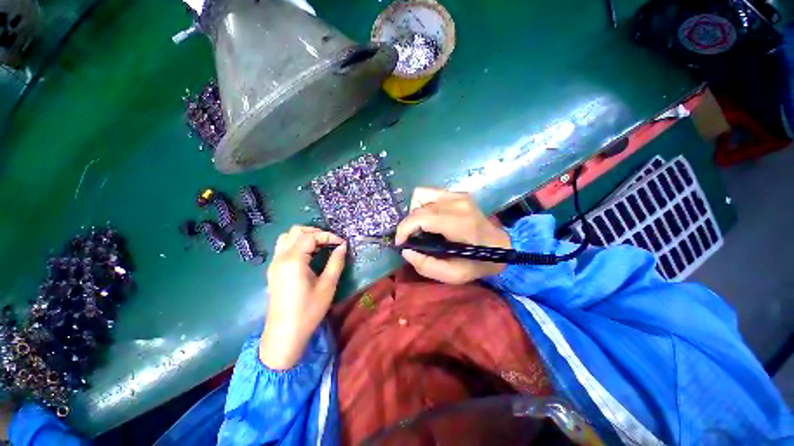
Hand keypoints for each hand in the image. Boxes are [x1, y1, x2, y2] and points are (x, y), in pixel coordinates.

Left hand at [260, 226, 346, 369]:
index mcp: (293, 260)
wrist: (284, 334)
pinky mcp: (273, 270)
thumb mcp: (327, 286)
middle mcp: (281, 257)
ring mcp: (274, 263)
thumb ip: (336, 262)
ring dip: (304, 236)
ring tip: (320, 245)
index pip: (311, 237)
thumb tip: (343, 246)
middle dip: (315, 232)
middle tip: (331, 241)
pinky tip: (309, 255)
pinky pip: (283, 247)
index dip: (328, 236)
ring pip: (287, 237)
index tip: (341, 243)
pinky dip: (297, 244)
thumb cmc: (308, 310)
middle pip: (296, 231)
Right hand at [395, 187, 510, 283]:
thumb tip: (406, 251)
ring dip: (415, 213)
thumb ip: (427, 266)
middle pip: (418, 207)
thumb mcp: (454, 275)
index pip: (422, 217)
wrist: (501, 245)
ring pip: (420, 195)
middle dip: (408, 225)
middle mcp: (458, 203)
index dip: (404, 229)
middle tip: (411, 240)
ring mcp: (457, 195)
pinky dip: (423, 206)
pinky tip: (429, 219)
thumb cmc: (479, 262)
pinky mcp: (456, 193)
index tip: (400, 243)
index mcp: (460, 223)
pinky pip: (428, 193)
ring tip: (420, 228)